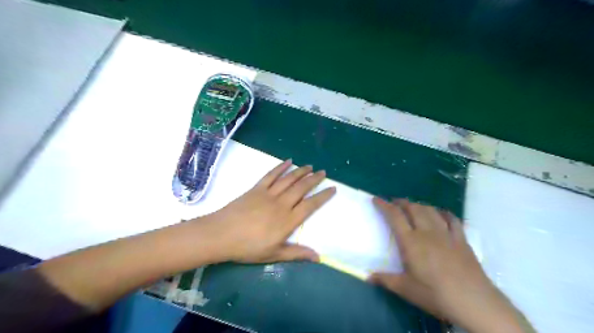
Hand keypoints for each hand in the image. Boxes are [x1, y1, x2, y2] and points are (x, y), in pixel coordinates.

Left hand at [204, 161, 332, 263]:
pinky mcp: (257, 188)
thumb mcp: (274, 254)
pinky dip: (280, 167)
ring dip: (301, 171)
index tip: (332, 188)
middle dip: (314, 179)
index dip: (323, 196)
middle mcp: (281, 203)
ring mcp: (269, 194)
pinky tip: (288, 161)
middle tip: (323, 172)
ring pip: (289, 179)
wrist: (221, 235)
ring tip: (310, 166)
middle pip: (302, 188)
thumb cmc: (248, 248)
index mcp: (288, 220)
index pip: (310, 205)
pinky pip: (271, 175)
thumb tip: (318, 257)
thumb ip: (297, 254)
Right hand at [370, 199, 530, 330]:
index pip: (395, 216)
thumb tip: (367, 277)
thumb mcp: (406, 289)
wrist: (473, 301)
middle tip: (394, 202)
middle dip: (401, 202)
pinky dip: (444, 213)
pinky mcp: (461, 239)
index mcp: (411, 241)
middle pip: (413, 208)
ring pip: (430, 210)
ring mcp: (446, 234)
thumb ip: (385, 280)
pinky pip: (452, 219)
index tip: (376, 199)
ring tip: (413, 206)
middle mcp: (427, 232)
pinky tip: (441, 213)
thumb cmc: (435, 293)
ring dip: (419, 205)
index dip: (384, 205)